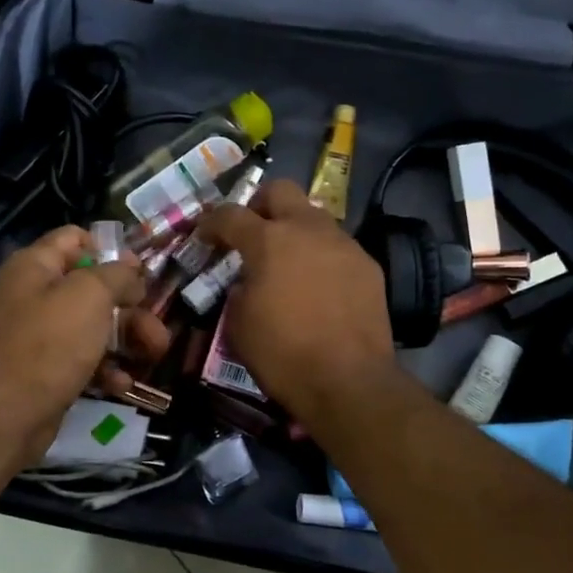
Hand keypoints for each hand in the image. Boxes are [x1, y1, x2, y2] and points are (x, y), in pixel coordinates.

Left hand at [0, 227, 170, 462]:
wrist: (9, 415)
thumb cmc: (50, 343)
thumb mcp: (91, 296)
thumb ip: (117, 275)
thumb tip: (132, 269)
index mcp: (34, 265)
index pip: (75, 238)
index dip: (110, 250)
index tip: (139, 273)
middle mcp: (33, 293)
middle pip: (92, 287)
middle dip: (130, 307)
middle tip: (157, 327)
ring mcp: (37, 332)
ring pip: (93, 324)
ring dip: (127, 338)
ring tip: (154, 354)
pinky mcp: (44, 367)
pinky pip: (82, 357)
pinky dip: (105, 367)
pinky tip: (122, 383)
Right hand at [195, 180, 396, 423]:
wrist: (348, 381)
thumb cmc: (283, 355)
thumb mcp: (239, 325)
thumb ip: (239, 290)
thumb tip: (248, 281)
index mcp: (268, 241)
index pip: (231, 214)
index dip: (212, 222)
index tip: (205, 235)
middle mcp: (307, 230)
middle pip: (280, 191)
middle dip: (260, 204)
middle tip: (252, 232)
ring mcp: (343, 244)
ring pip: (314, 216)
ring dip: (295, 230)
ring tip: (289, 262)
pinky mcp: (368, 265)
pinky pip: (338, 247)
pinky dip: (322, 256)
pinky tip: (320, 286)